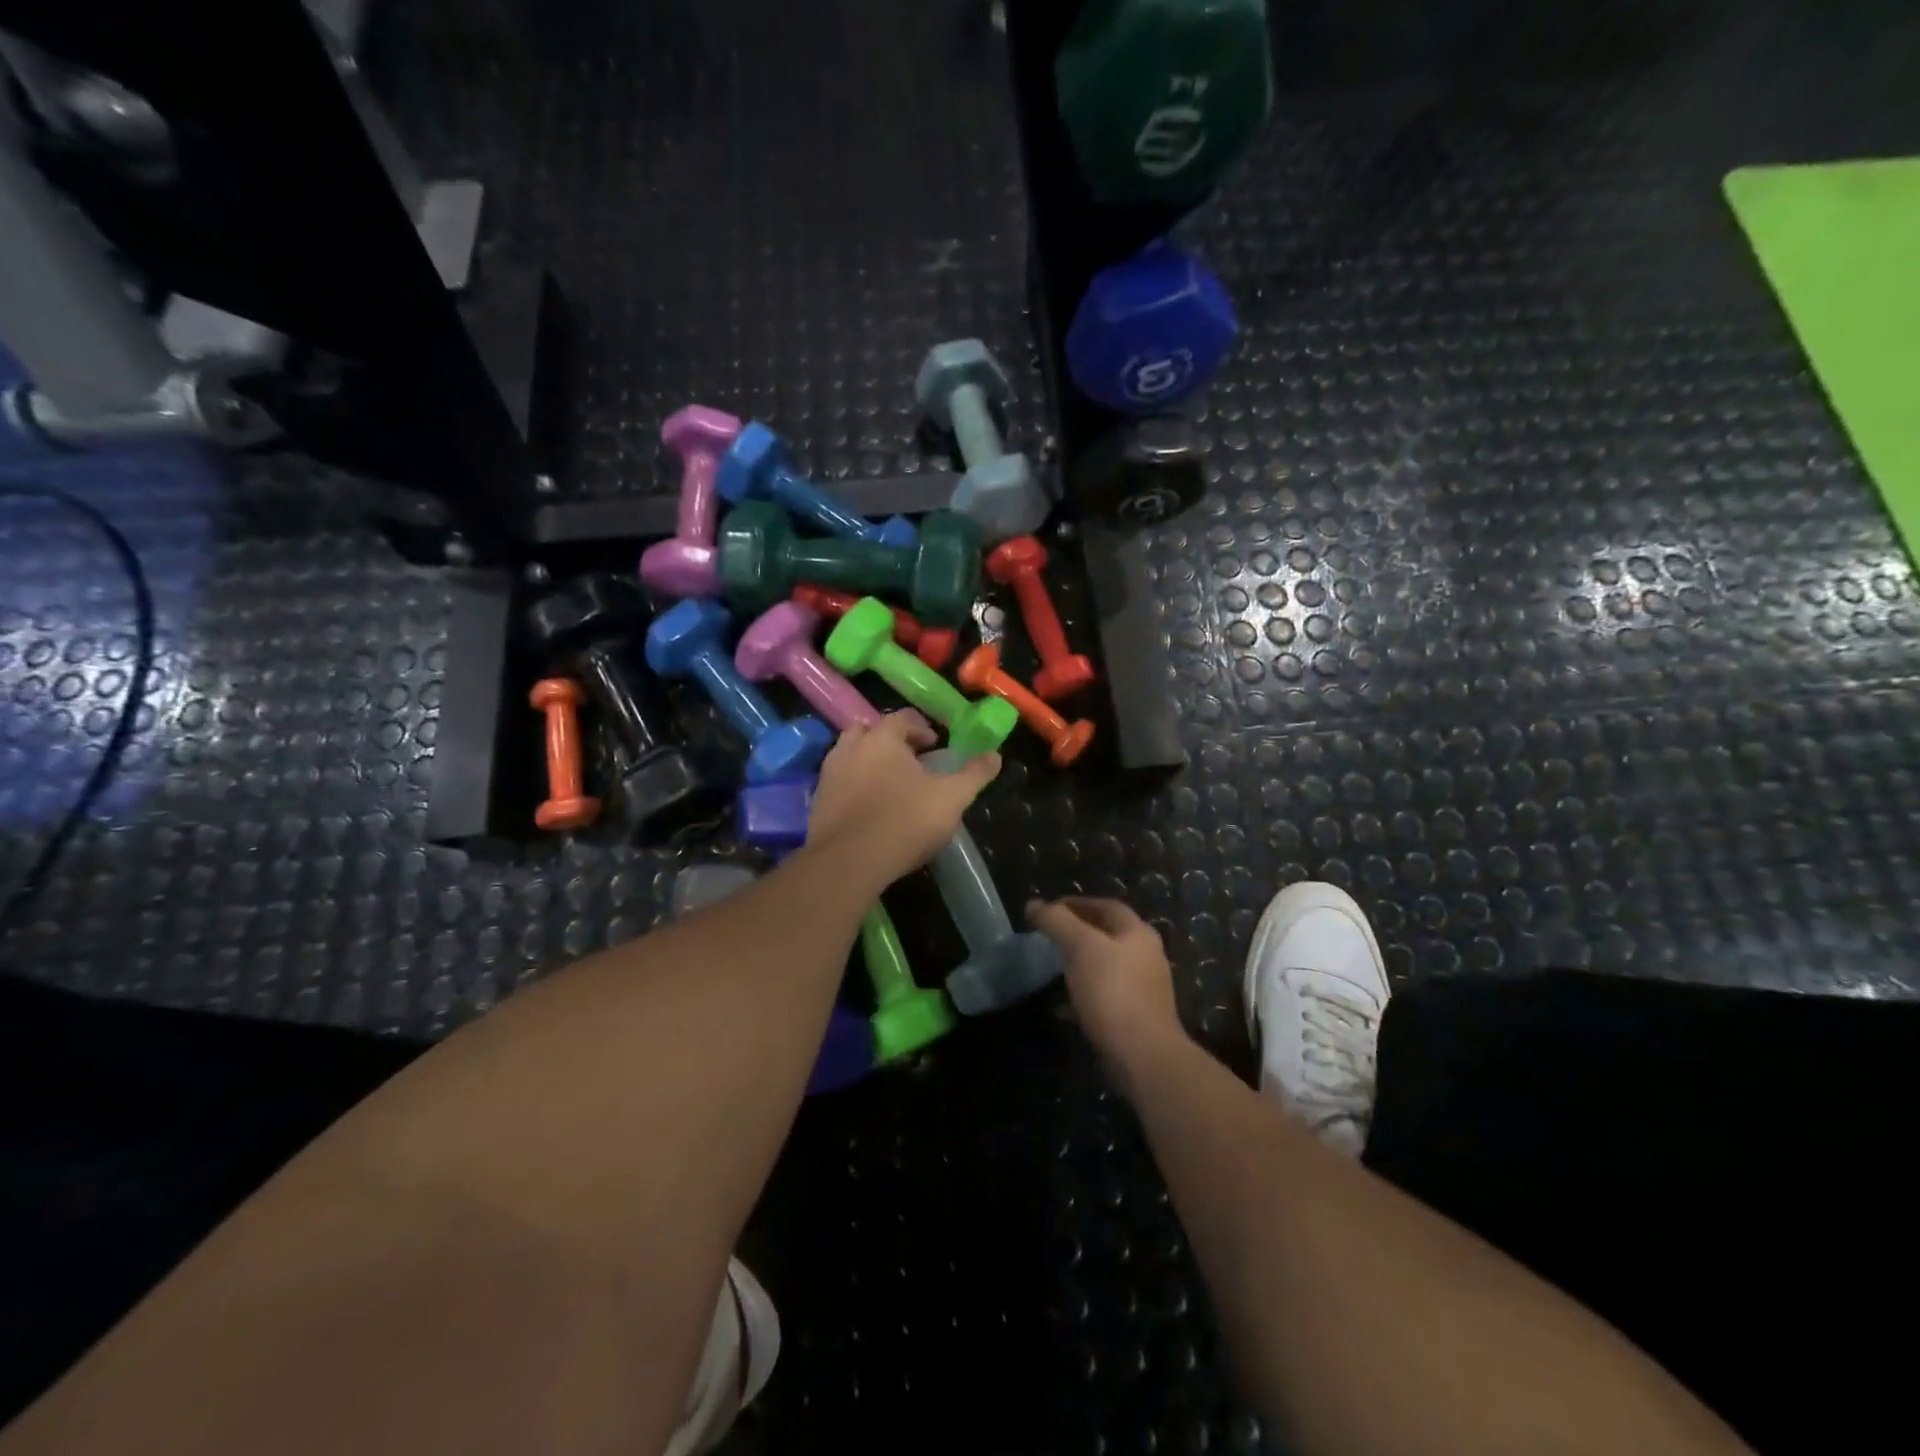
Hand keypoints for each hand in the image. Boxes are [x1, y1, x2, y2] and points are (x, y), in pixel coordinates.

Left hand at [805, 711, 999, 892]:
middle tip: (909, 760)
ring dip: (868, 760)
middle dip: (889, 740)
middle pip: (870, 731)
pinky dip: (853, 784)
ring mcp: (829, 773)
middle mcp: (850, 747)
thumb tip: (995, 755)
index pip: (903, 718)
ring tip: (888, 783)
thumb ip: (974, 774)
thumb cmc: (905, 821)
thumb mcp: (951, 798)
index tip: (935, 746)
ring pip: (849, 754)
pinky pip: (838, 781)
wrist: (849, 862)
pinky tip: (868, 807)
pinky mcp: (817, 800)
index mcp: (883, 738)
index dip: (922, 728)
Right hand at [1028, 897, 1184, 1086]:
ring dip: (1080, 964)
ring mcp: (1143, 988)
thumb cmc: (1112, 990)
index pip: (1106, 906)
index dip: (1077, 903)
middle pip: (1108, 935)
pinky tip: (1062, 1007)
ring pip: (1106, 967)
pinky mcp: (1135, 1017)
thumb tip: (1033, 903)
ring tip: (1052, 968)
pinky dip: (1082, 996)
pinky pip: (1104, 997)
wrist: (1143, 1054)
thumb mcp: (1080, 947)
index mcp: (1137, 933)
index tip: (1049, 909)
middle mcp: (1146, 955)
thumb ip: (1056, 921)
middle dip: (1078, 933)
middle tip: (1049, 936)